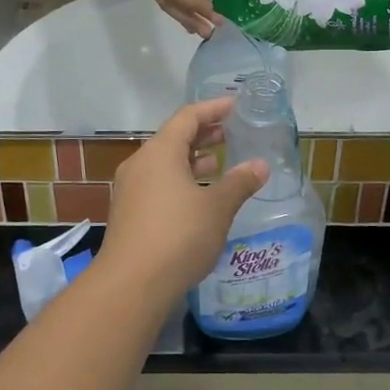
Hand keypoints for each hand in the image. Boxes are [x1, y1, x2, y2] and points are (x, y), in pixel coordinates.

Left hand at [103, 98, 268, 294]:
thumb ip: (239, 183)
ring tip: (217, 162)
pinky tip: (198, 196)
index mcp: (160, 152)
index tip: (235, 106)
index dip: (213, 109)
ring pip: (164, 163)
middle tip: (230, 133)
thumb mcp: (217, 207)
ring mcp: (131, 188)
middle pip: (173, 138)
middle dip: (202, 134)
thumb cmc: (178, 235)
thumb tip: (261, 166)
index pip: (188, 117)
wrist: (131, 284)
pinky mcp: (129, 212)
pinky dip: (179, 179)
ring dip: (191, 159)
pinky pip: (157, 183)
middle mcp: (141, 163)